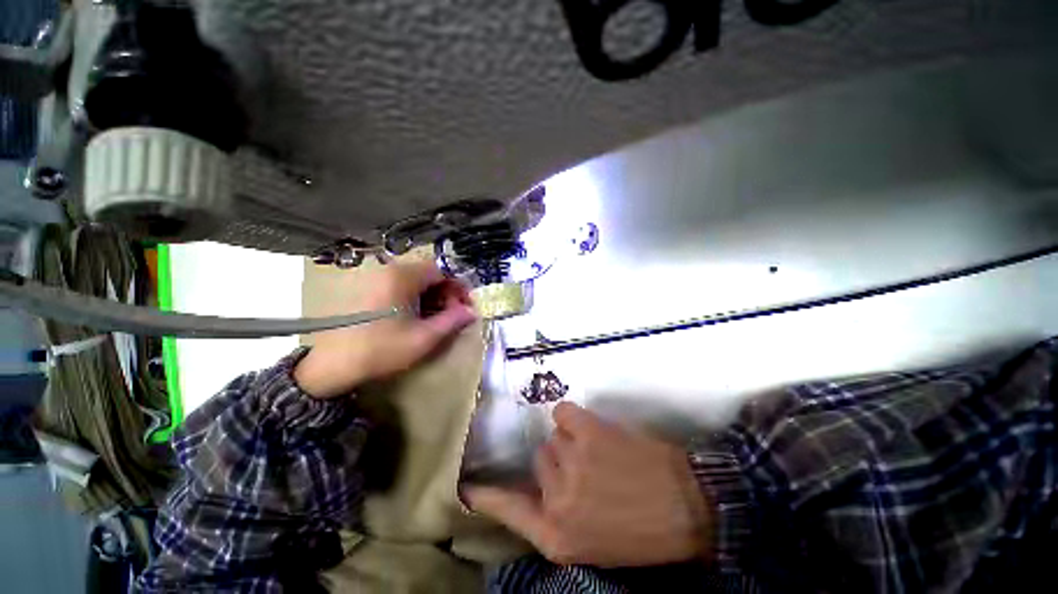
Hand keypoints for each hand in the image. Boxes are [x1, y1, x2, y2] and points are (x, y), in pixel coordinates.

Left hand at [294, 260, 477, 398]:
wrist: (331, 366)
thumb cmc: (381, 350)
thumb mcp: (424, 338)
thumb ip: (452, 321)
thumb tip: (472, 312)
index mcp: (402, 277)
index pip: (442, 270)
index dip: (458, 287)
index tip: (465, 306)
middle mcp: (389, 271)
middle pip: (429, 274)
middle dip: (446, 293)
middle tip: (454, 315)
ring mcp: (376, 279)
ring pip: (416, 281)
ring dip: (432, 297)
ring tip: (437, 319)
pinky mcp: (369, 289)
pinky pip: (402, 287)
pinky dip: (416, 299)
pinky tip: (417, 317)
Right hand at [465, 402, 710, 566]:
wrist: (691, 505)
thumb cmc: (644, 530)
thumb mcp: (593, 541)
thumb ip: (560, 518)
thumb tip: (539, 487)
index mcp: (559, 537)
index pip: (510, 512)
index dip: (488, 499)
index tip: (467, 488)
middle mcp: (558, 500)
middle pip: (539, 461)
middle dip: (560, 463)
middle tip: (591, 469)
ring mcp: (572, 463)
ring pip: (555, 437)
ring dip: (573, 441)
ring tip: (602, 453)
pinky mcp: (587, 432)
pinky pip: (563, 413)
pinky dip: (574, 418)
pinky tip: (595, 430)